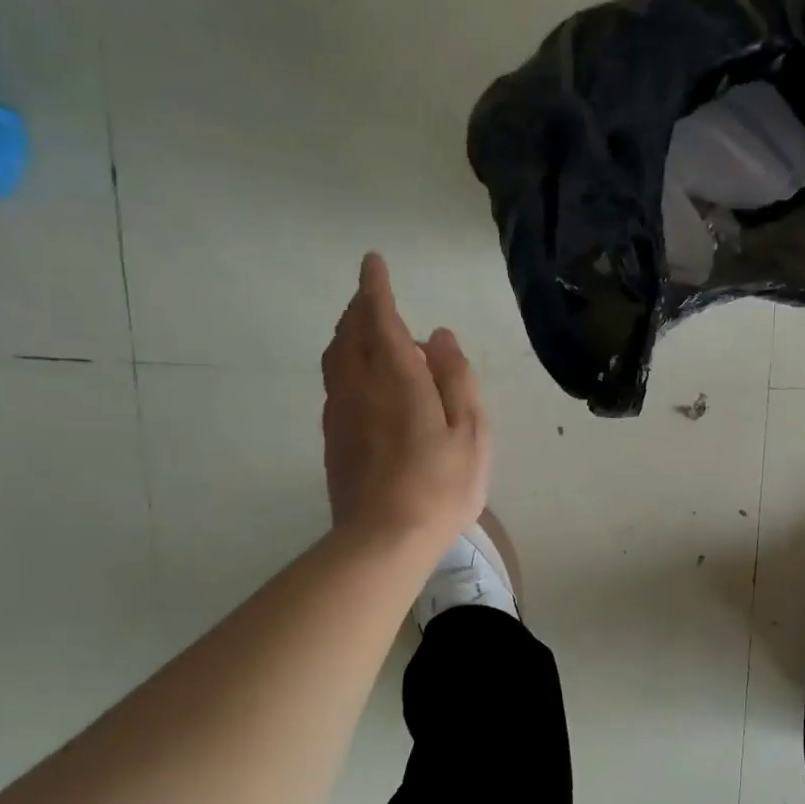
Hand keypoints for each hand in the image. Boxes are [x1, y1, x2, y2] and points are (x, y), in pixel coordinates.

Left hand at [321, 253, 490, 554]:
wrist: (384, 540)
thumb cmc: (440, 486)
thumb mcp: (470, 432)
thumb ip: (456, 378)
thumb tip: (439, 337)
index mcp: (396, 378)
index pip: (379, 318)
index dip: (376, 288)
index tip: (373, 263)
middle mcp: (359, 386)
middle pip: (350, 333)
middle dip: (360, 308)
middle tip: (375, 296)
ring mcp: (340, 413)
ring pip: (336, 358)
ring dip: (350, 335)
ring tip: (370, 333)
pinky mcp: (333, 438)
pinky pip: (336, 384)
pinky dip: (348, 365)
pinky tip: (366, 381)